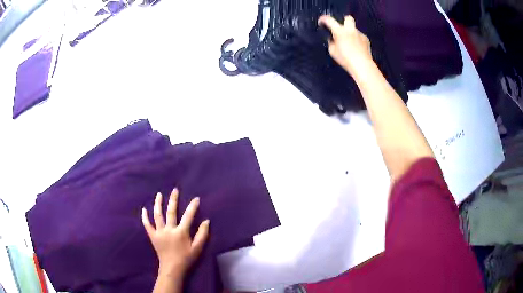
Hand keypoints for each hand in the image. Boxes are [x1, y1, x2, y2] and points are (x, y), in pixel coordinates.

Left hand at [142, 189, 209, 277]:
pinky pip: (147, 225)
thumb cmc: (186, 258)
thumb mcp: (197, 248)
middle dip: (173, 200)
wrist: (172, 268)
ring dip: (158, 204)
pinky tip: (144, 209)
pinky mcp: (152, 236)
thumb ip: (202, 234)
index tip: (196, 198)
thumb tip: (206, 221)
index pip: (188, 216)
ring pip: (158, 215)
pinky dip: (145, 217)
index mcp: (181, 232)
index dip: (192, 206)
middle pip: (171, 211)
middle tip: (175, 190)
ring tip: (159, 195)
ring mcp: (159, 232)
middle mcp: (169, 229)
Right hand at [318, 15, 372, 79]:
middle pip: (348, 18)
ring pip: (354, 30)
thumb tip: (333, 39)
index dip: (323, 19)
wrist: (362, 65)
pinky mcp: (366, 40)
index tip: (321, 22)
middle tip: (342, 29)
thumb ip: (332, 43)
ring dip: (351, 34)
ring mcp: (360, 34)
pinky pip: (360, 37)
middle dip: (344, 21)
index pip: (329, 20)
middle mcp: (350, 30)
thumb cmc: (345, 59)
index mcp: (339, 31)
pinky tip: (357, 49)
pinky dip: (357, 41)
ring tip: (350, 45)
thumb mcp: (332, 51)